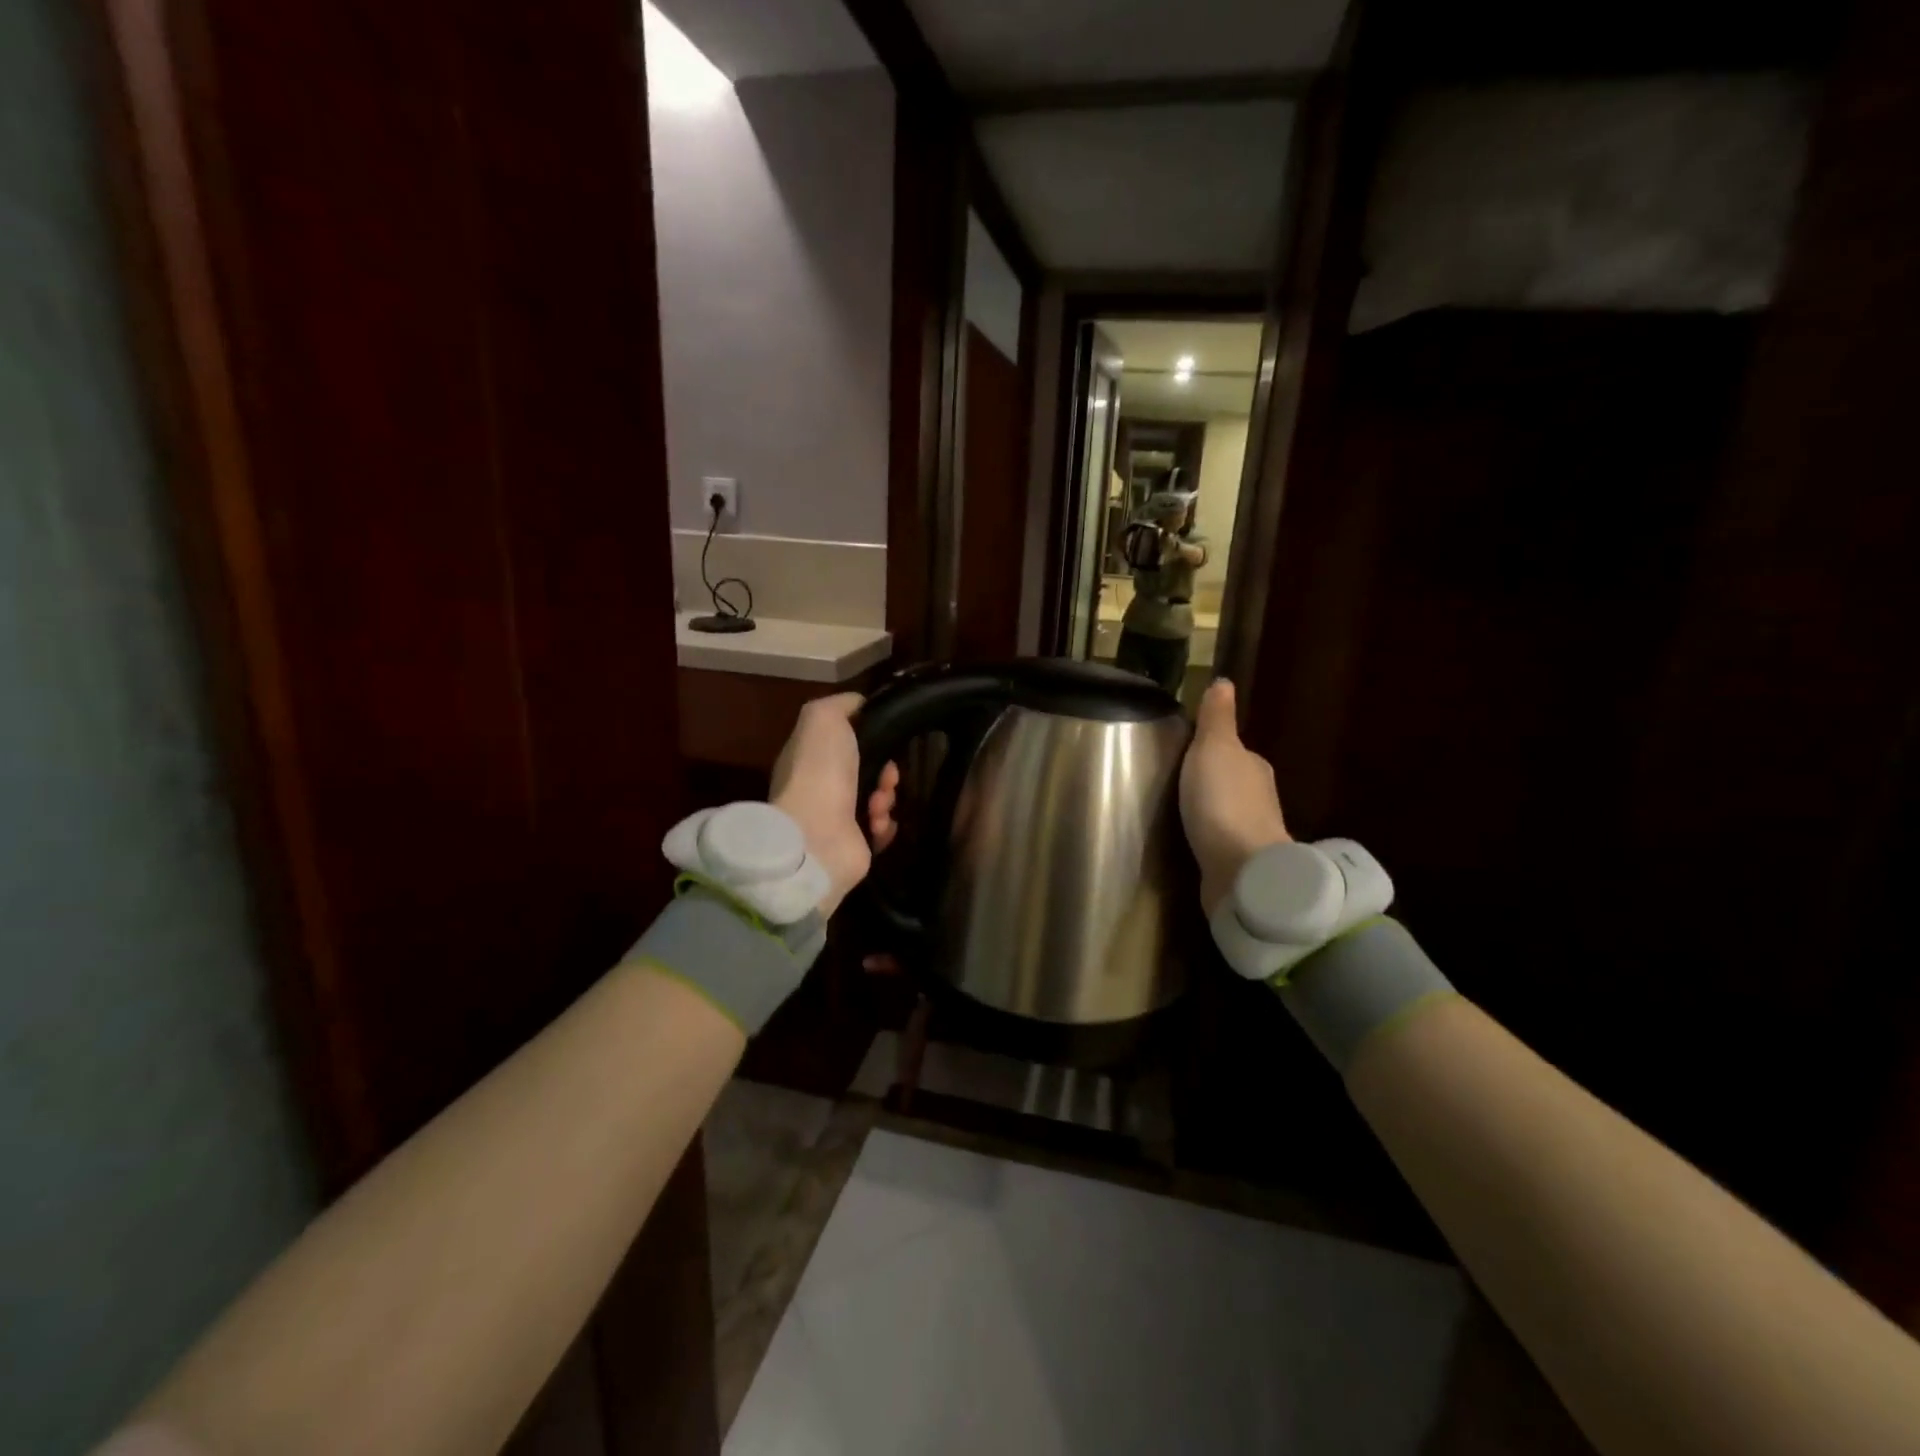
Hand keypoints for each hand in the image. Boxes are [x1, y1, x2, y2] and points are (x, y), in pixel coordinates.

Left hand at [769, 693, 898, 917]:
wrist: (817, 836)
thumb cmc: (820, 771)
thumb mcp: (823, 717)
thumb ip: (842, 704)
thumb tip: (860, 706)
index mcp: (809, 757)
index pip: (846, 741)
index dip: (869, 738)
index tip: (883, 739)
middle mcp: (821, 788)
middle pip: (868, 770)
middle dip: (886, 770)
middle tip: (888, 777)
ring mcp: (836, 819)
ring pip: (879, 798)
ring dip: (887, 797)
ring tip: (877, 805)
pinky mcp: (854, 845)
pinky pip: (883, 828)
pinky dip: (886, 825)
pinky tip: (877, 824)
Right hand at [1180, 680, 1289, 914]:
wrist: (1242, 870)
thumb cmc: (1223, 802)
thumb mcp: (1214, 749)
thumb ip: (1217, 719)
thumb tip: (1224, 681)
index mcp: (1253, 766)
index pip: (1233, 751)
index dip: (1211, 750)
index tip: (1184, 753)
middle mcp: (1259, 797)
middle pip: (1231, 782)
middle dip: (1209, 782)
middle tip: (1175, 783)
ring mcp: (1252, 833)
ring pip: (1226, 813)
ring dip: (1208, 812)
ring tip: (1177, 813)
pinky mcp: (1240, 863)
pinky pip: (1220, 841)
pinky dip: (1208, 838)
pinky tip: (1191, 841)